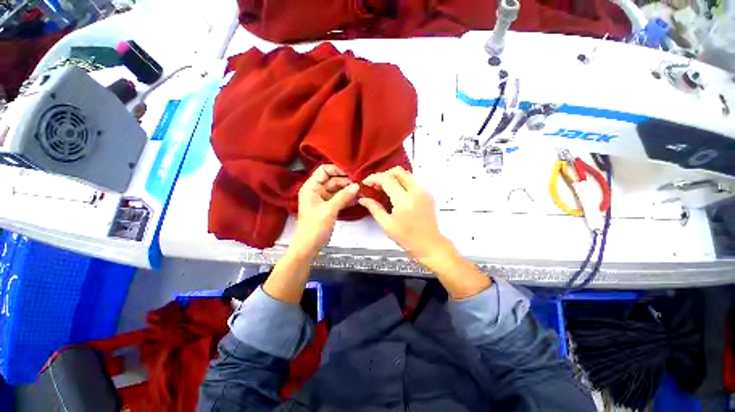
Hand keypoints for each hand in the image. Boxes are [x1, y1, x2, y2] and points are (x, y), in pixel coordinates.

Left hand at [291, 164, 358, 256]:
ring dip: (348, 189)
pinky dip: (347, 198)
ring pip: (337, 189)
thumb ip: (343, 196)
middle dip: (346, 181)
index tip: (352, 172)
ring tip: (361, 190)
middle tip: (360, 183)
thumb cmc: (315, 227)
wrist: (309, 246)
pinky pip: (339, 198)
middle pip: (332, 179)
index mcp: (311, 187)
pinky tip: (357, 198)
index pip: (324, 170)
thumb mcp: (330, 210)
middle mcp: (316, 190)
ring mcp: (323, 199)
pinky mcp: (328, 206)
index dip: (337, 169)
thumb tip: (357, 186)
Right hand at [360, 166, 491, 298]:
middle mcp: (416, 192)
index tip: (366, 183)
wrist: (430, 245)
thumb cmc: (407, 238)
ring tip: (383, 189)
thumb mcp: (387, 225)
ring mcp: (424, 192)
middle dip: (384, 174)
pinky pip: (412, 182)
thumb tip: (363, 199)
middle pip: (398, 171)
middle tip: (375, 185)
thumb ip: (374, 209)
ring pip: (406, 175)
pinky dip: (401, 183)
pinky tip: (395, 193)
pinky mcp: (427, 194)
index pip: (387, 179)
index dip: (374, 178)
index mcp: (404, 200)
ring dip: (393, 178)